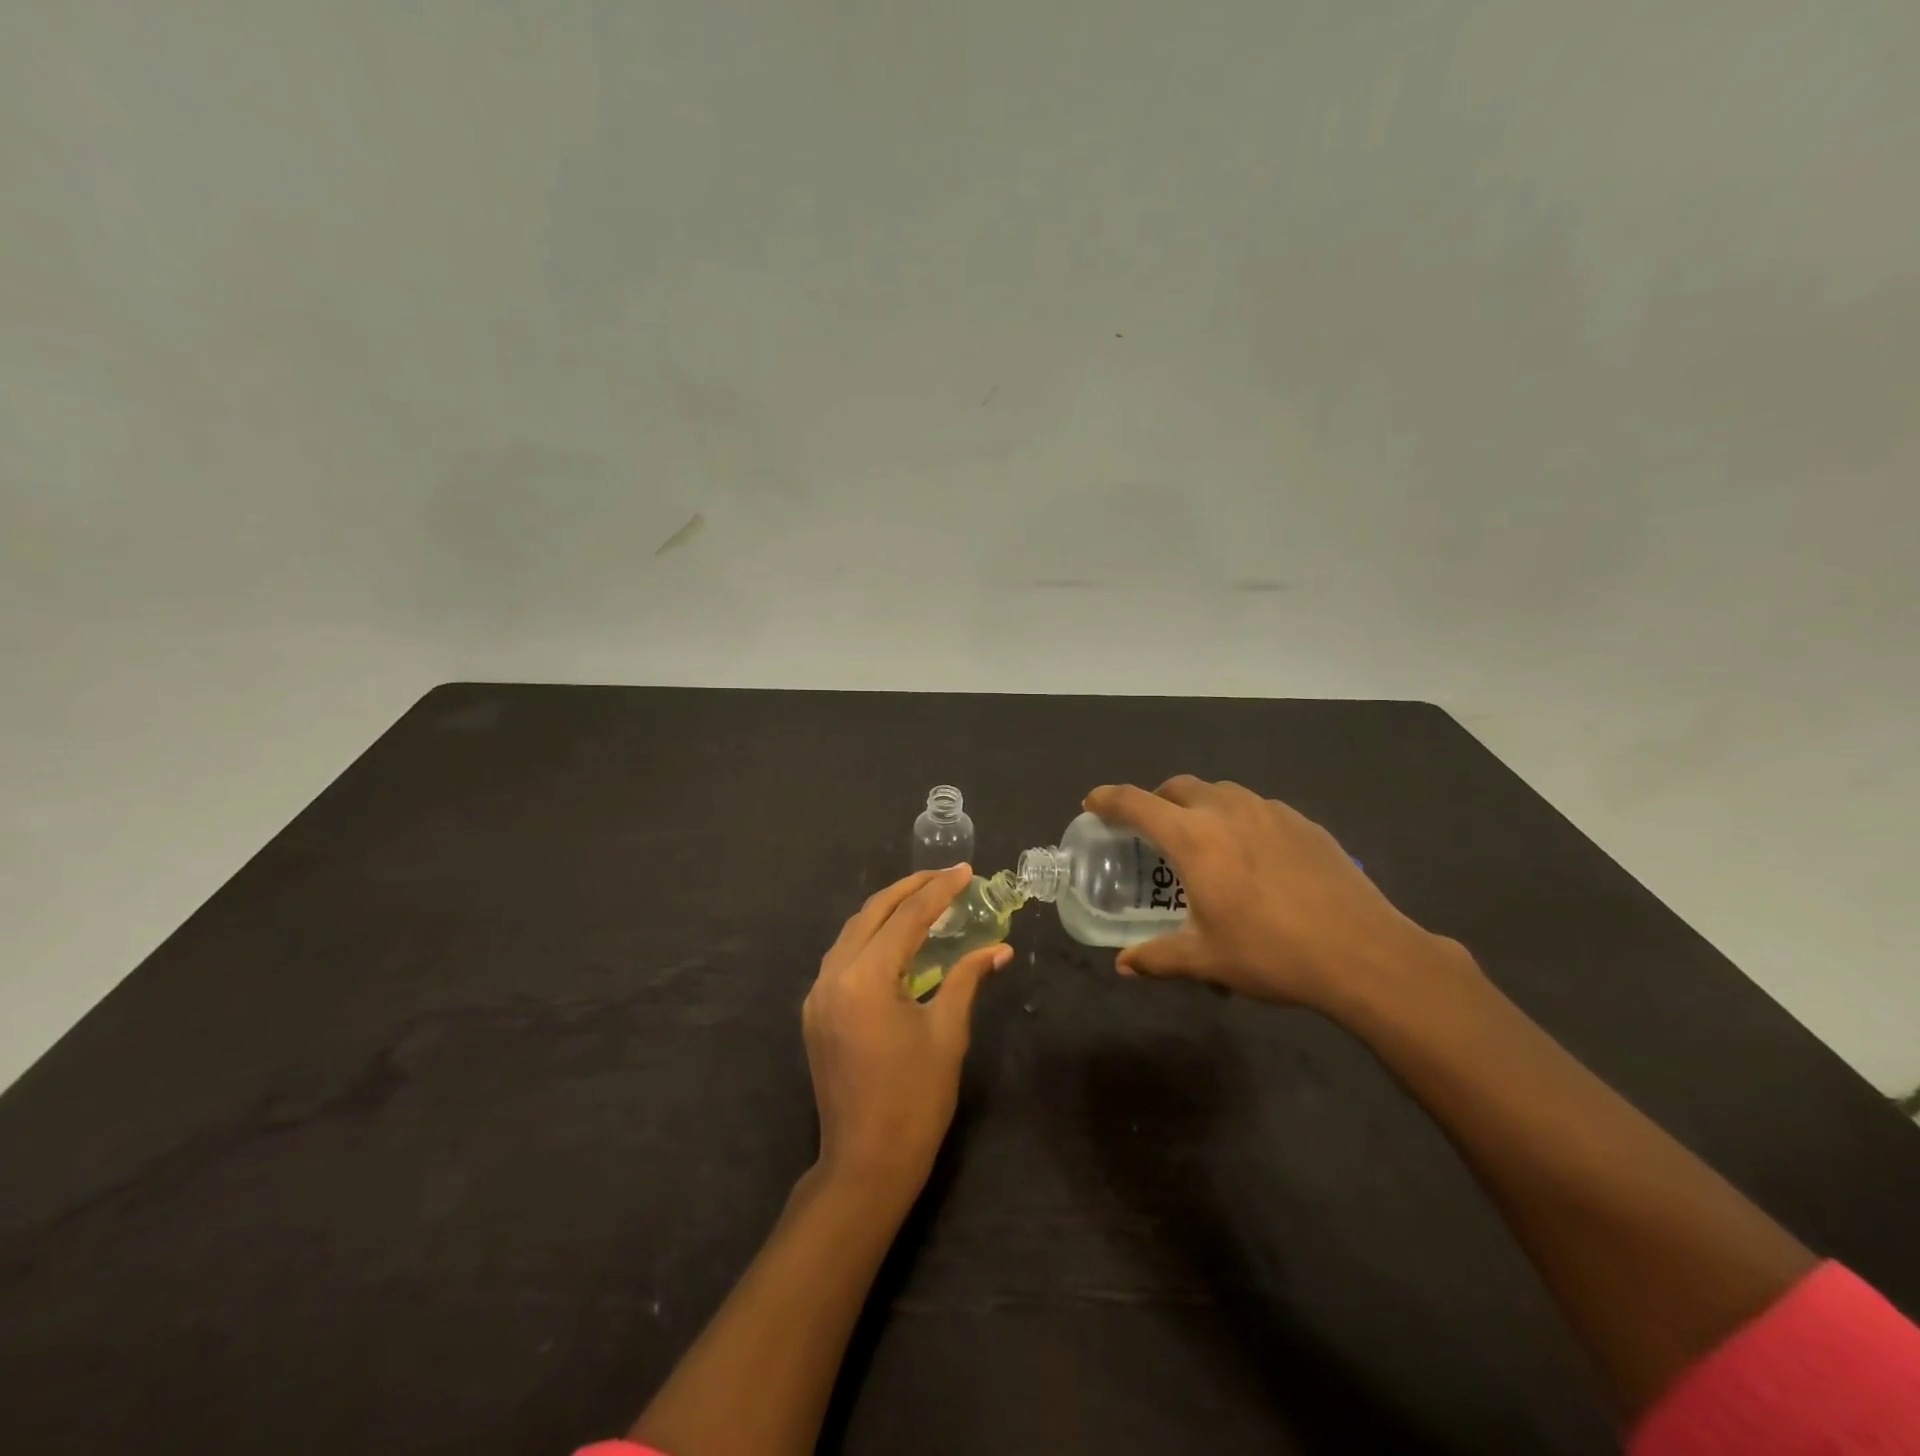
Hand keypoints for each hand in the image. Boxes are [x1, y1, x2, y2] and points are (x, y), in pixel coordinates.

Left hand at [804, 865, 1011, 1201]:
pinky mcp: (816, 1011)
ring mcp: (818, 994)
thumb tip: (999, 948)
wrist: (866, 1163)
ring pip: (853, 932)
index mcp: (865, 978)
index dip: (939, 891)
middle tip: (945, 878)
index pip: (907, 918)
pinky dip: (871, 938)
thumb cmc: (915, 1099)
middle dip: (909, 889)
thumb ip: (967, 978)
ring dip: (887, 911)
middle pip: (872, 913)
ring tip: (925, 900)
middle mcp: (833, 975)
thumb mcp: (948, 1032)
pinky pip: (843, 956)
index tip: (966, 872)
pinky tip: (896, 940)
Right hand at [1084, 777, 1448, 1017]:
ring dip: (1199, 805)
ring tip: (1203, 840)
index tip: (1092, 803)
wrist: (1364, 952)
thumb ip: (1157, 958)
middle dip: (1156, 800)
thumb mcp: (1206, 960)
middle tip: (1150, 829)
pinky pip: (1257, 807)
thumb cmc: (1271, 953)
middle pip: (1178, 786)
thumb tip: (1123, 966)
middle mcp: (1227, 811)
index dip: (1108, 799)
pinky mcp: (1303, 822)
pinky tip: (1254, 854)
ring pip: (1221, 792)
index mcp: (1193, 838)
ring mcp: (1270, 811)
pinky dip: (1239, 818)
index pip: (1136, 803)